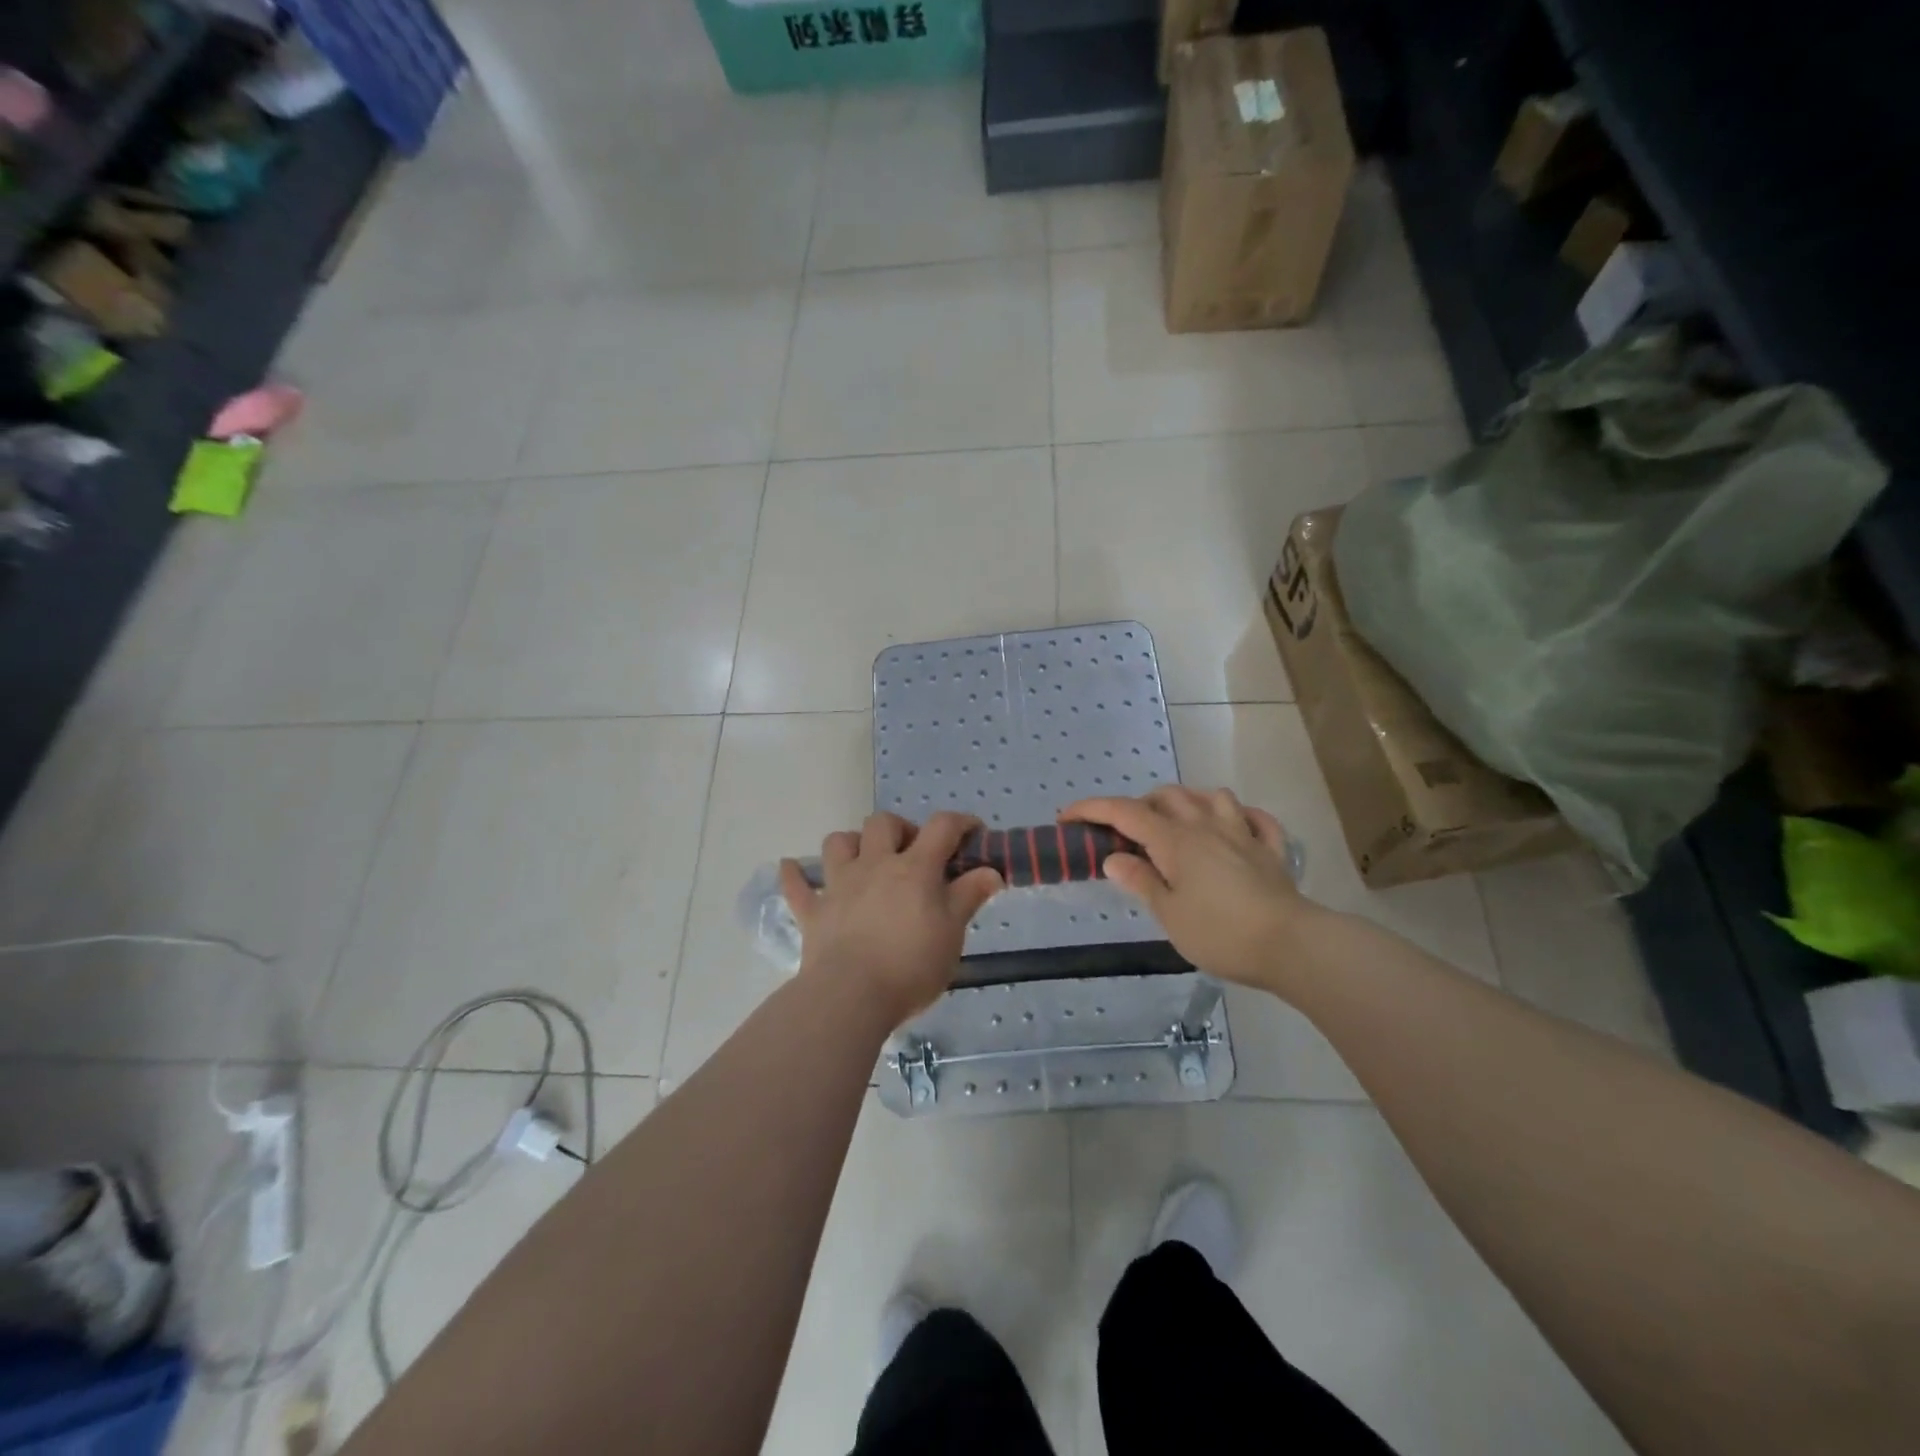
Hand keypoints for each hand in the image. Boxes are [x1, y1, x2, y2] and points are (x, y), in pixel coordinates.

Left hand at [781, 812, 1004, 1025]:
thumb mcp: (952, 933)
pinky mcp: (813, 911)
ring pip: (838, 842)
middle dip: (901, 829)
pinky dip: (795, 875)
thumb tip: (991, 871)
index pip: (942, 827)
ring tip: (865, 860)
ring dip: (852, 843)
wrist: (851, 996)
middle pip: (883, 823)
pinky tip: (791, 868)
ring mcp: (839, 885)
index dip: (961, 823)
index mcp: (914, 868)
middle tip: (913, 854)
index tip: (973, 833)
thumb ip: (969, 897)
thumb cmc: (911, 965)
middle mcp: (875, 865)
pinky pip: (797, 885)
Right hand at [1063, 787, 1311, 988]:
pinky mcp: (1271, 850)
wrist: (1291, 945)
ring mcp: (1242, 833)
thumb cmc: (1221, 933)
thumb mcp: (1169, 914)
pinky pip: (1256, 819)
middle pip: (1167, 796)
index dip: (1091, 809)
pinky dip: (1240, 816)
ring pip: (1211, 796)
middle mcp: (1206, 825)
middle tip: (1126, 833)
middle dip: (1140, 805)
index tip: (1067, 817)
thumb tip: (1113, 858)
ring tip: (1177, 823)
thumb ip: (1141, 881)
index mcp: (1175, 840)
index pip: (1124, 813)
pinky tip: (1234, 826)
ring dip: (1188, 801)